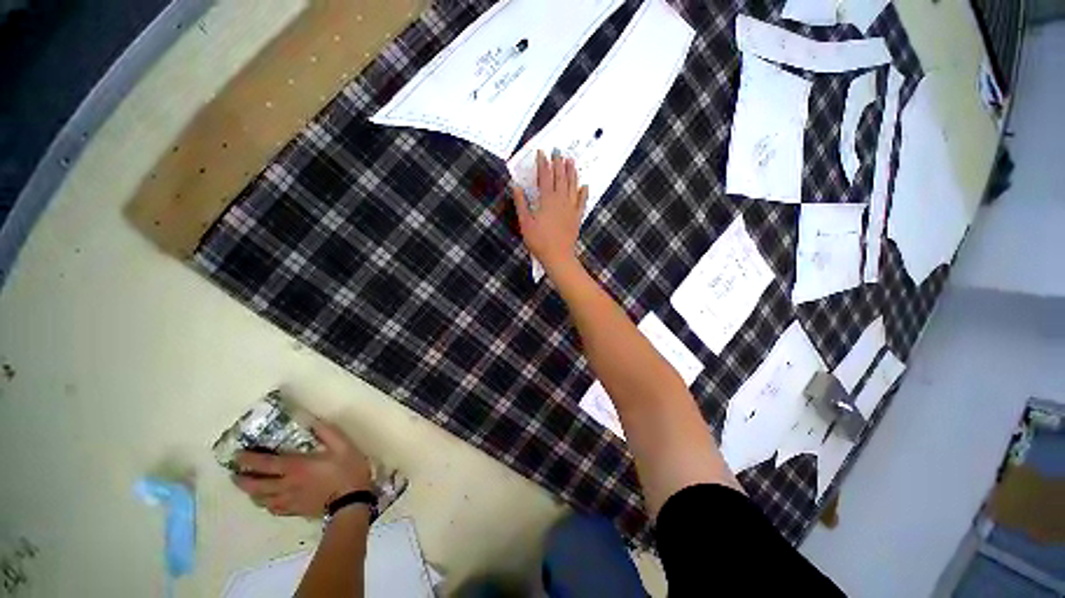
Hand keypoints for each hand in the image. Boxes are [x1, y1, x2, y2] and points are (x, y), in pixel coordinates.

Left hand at [232, 419, 372, 517]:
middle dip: (242, 480)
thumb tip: (313, 421)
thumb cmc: (347, 470)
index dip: (248, 459)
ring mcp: (289, 500)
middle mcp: (286, 485)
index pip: (265, 463)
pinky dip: (266, 504)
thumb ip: (328, 433)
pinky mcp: (294, 511)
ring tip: (249, 487)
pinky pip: (273, 509)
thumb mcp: (343, 446)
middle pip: (256, 485)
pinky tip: (268, 501)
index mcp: (296, 467)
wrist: (352, 502)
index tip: (236, 455)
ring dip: (252, 493)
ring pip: (261, 500)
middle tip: (235, 474)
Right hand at [513, 149, 588, 274]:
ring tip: (571, 161)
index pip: (545, 177)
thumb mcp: (525, 222)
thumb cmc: (539, 241)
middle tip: (558, 150)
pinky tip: (585, 186)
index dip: (543, 163)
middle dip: (558, 162)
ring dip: (572, 172)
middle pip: (560, 177)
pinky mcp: (577, 217)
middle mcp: (561, 200)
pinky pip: (582, 202)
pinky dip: (584, 193)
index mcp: (547, 200)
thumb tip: (516, 186)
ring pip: (572, 186)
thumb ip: (521, 203)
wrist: (558, 256)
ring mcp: (571, 208)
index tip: (541, 152)